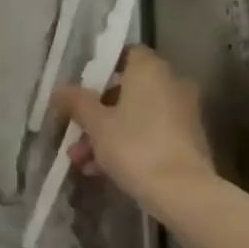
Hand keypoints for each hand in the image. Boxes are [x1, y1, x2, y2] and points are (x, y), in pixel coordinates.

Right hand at [53, 44, 216, 213]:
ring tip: (82, 161)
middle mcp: (171, 83)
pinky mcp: (189, 140)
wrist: (184, 193)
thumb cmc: (135, 147)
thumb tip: (59, 90)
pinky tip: (103, 171)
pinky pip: (152, 133)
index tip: (80, 92)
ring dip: (108, 134)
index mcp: (150, 69)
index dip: (99, 71)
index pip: (124, 54)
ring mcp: (183, 112)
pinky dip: (129, 145)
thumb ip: (76, 102)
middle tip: (74, 134)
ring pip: (137, 115)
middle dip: (97, 113)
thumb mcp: (96, 124)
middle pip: (127, 89)